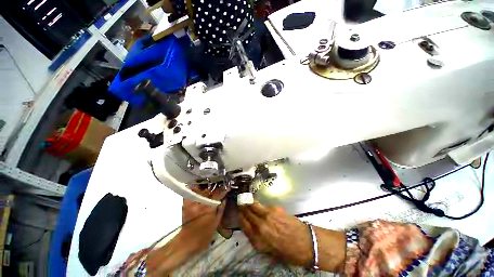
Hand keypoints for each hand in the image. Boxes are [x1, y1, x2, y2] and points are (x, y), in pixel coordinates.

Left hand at [180, 186, 227, 251]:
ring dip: (206, 187)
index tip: (228, 188)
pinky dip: (196, 189)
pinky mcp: (185, 204)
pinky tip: (202, 190)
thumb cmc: (204, 235)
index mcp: (207, 208)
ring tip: (212, 186)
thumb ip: (221, 209)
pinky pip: (191, 193)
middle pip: (208, 190)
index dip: (223, 191)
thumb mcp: (216, 223)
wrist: (187, 242)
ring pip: (200, 189)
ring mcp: (191, 203)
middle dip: (215, 187)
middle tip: (220, 185)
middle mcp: (199, 203)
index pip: (217, 195)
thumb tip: (225, 199)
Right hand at [239, 202, 312, 266]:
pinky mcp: (275, 209)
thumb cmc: (288, 252)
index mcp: (258, 240)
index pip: (243, 225)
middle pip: (247, 213)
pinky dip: (259, 205)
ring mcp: (268, 215)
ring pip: (254, 205)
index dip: (240, 218)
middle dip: (243, 208)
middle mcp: (260, 226)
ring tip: (247, 201)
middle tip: (241, 204)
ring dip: (249, 203)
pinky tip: (260, 206)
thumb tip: (253, 228)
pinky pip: (263, 206)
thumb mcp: (269, 251)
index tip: (238, 214)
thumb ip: (259, 238)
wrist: (306, 243)